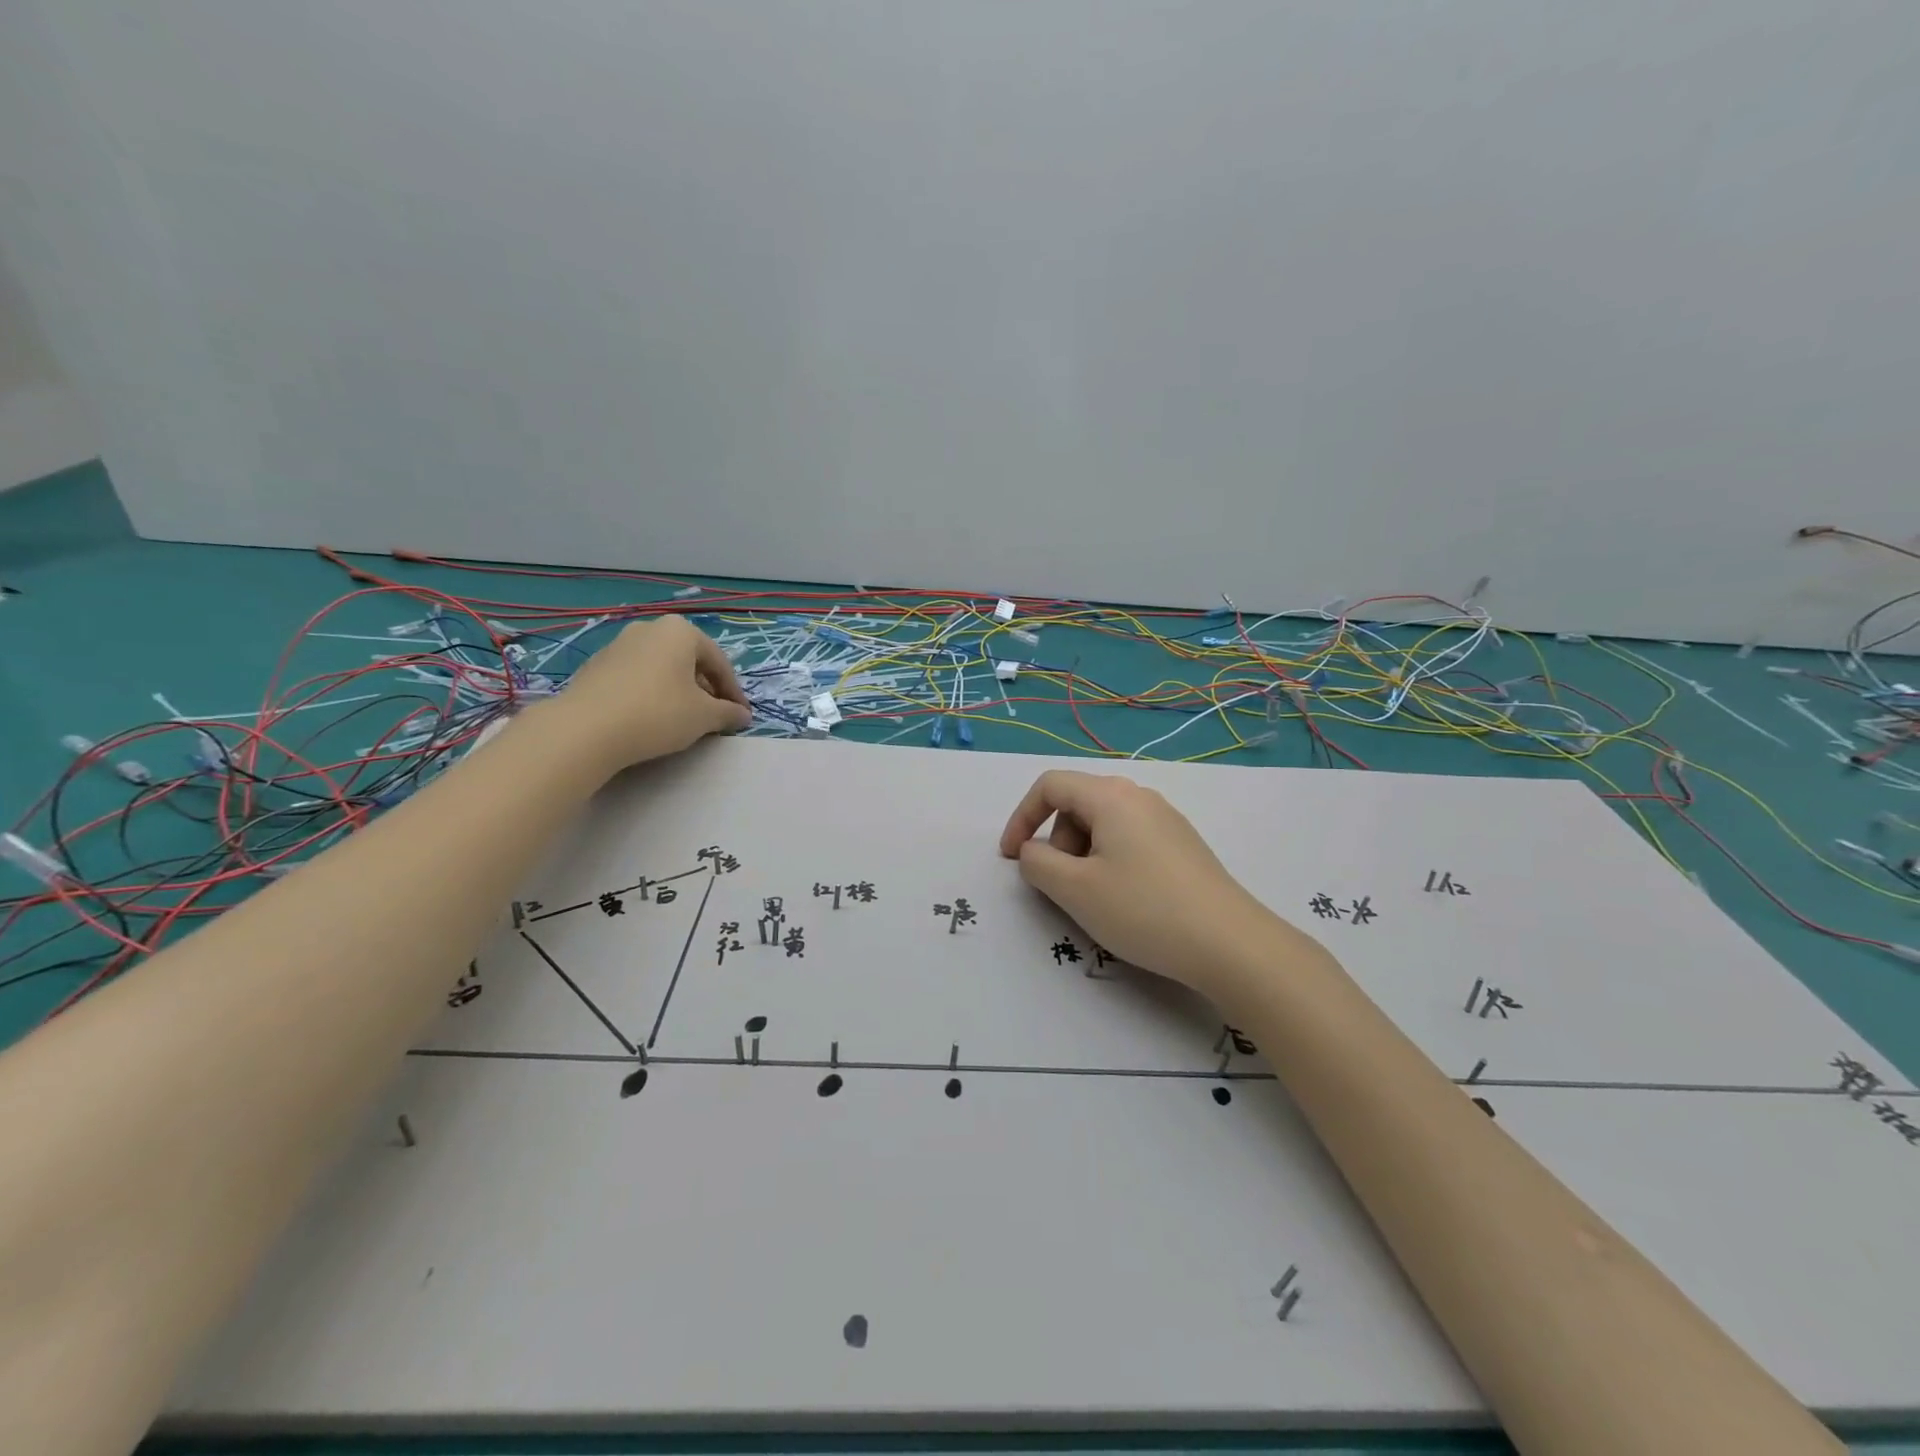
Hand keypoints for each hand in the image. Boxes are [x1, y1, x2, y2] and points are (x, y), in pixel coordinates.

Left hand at [549, 617, 751, 769]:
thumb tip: (742, 716)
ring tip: (683, 720)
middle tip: (714, 717)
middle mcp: (649, 629)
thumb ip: (728, 713)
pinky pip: (636, 677)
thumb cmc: (658, 713)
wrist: (585, 729)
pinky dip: (651, 694)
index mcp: (680, 631)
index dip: (734, 692)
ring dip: (678, 691)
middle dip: (705, 689)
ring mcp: (618, 645)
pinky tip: (651, 719)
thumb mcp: (704, 716)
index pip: (719, 662)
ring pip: (661, 668)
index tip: (740, 717)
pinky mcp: (596, 666)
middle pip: (689, 661)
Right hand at [998, 770, 1280, 996]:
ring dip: (1083, 856)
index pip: (1050, 786)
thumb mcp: (1075, 889)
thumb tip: (1033, 851)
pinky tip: (1127, 901)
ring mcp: (1166, 820)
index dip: (1021, 818)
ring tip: (1095, 899)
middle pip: (1078, 805)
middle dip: (1057, 842)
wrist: (1231, 944)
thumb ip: (1037, 863)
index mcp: (1111, 796)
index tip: (1011, 858)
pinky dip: (1110, 862)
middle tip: (1063, 887)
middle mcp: (1140, 797)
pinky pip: (1130, 841)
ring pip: (1104, 825)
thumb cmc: (1143, 910)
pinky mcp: (1182, 846)